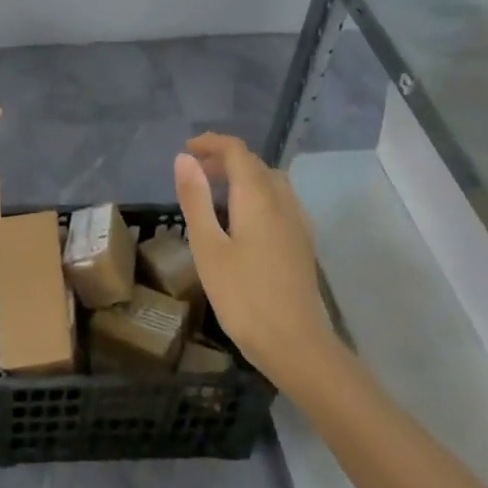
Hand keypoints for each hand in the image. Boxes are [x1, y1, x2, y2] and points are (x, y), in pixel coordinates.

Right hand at [173, 132, 330, 382]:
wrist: (296, 345)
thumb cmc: (243, 297)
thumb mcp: (208, 248)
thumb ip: (195, 200)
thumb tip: (185, 158)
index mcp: (257, 197)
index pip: (237, 152)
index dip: (212, 143)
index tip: (187, 150)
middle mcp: (282, 201)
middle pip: (255, 164)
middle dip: (224, 158)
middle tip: (194, 171)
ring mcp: (297, 222)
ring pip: (271, 181)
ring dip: (243, 175)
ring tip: (215, 192)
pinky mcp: (302, 242)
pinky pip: (279, 201)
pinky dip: (257, 194)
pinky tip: (243, 220)